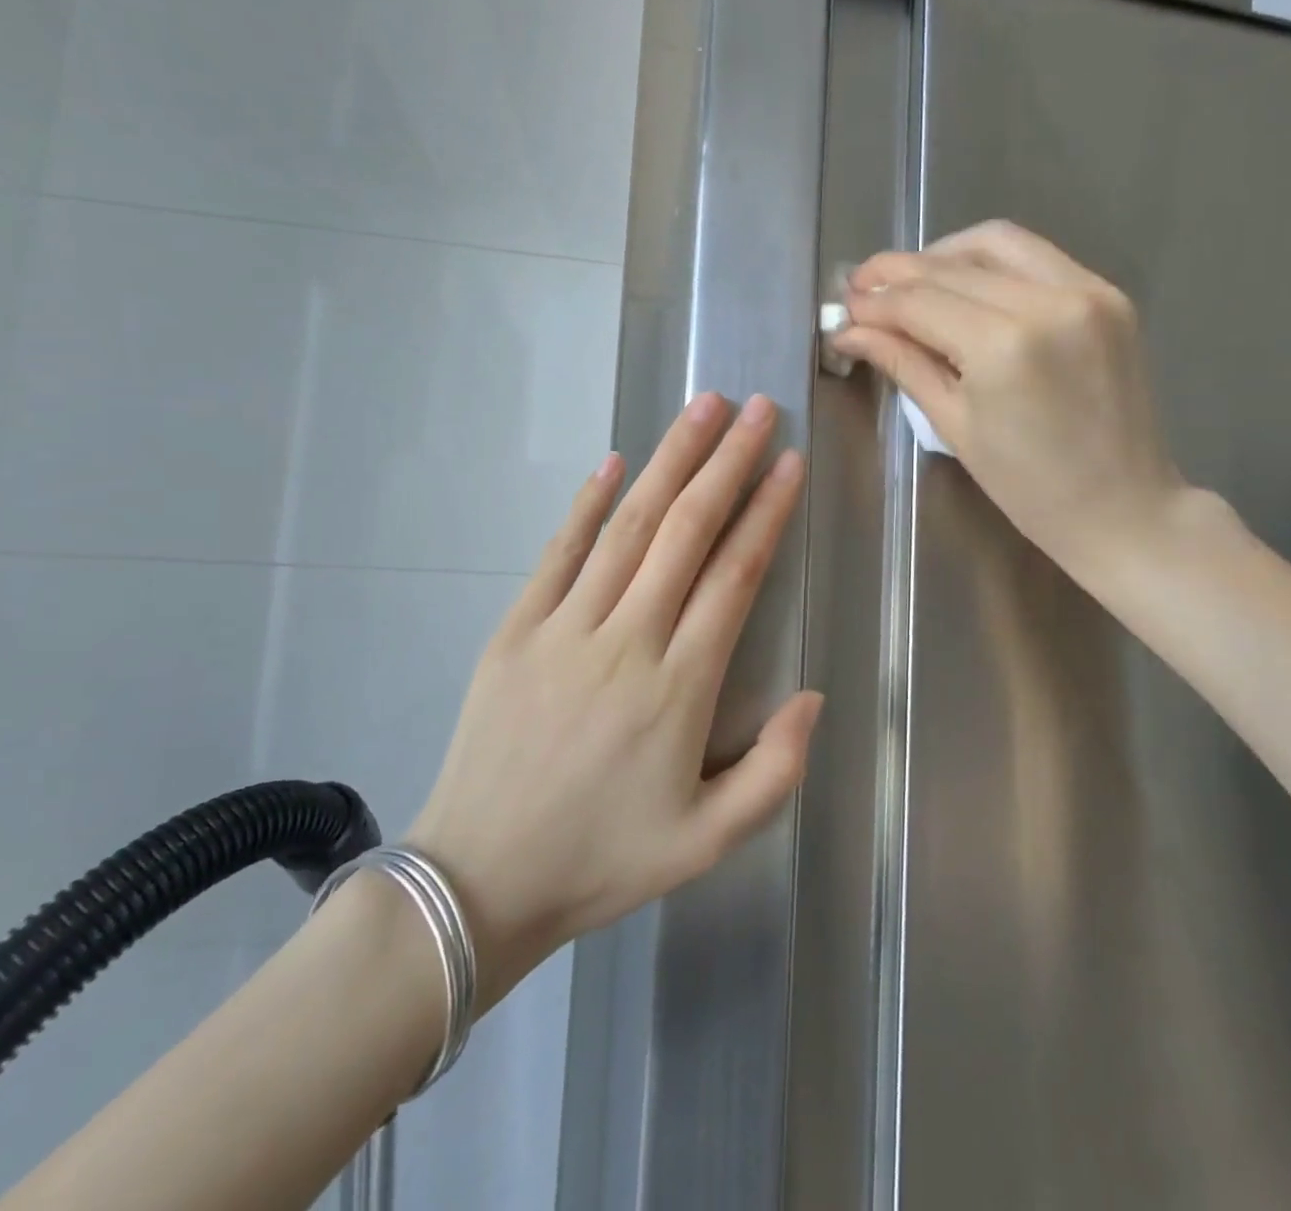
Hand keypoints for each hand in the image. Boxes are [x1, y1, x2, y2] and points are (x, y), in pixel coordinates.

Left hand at [407, 394, 819, 1009]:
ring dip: (668, 461)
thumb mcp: (708, 842)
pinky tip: (615, 461)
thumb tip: (812, 696)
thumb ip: (774, 772)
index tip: (788, 462)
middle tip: (756, 407)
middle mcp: (625, 640)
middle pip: (685, 531)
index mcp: (678, 688)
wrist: (478, 882)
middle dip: (726, 462)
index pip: (734, 576)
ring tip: (701, 409)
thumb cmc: (602, 860)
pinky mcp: (516, 630)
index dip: (766, 512)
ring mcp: (563, 629)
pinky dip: (589, 502)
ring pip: (627, 525)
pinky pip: (559, 552)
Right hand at [830, 221, 1196, 589]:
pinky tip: (965, 284)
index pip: (920, 301)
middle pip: (952, 267)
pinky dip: (991, 262)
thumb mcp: (955, 427)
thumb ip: (904, 364)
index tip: (845, 306)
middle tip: (863, 287)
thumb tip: (852, 331)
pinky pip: (1036, 257)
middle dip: (898, 274)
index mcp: (1002, 347)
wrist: (1123, 507)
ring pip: (996, 243)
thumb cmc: (1028, 488)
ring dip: (943, 254)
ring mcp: (1086, 290)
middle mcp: (1047, 301)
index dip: (875, 301)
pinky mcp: (1109, 293)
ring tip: (910, 281)